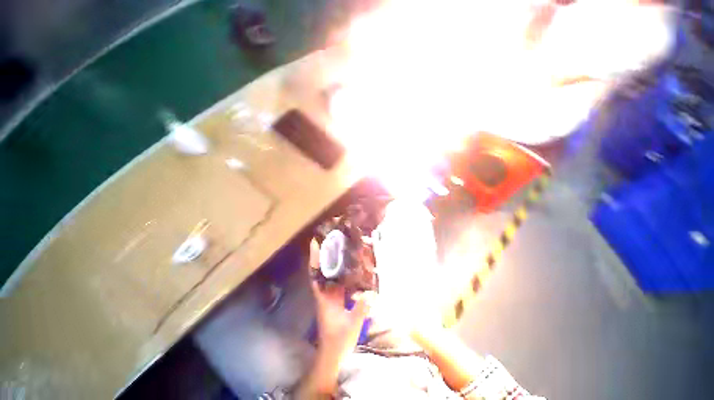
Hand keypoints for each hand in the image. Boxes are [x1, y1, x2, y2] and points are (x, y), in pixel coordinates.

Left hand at [309, 240, 374, 359]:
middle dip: (325, 254)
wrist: (332, 355)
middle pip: (322, 270)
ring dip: (333, 261)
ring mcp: (330, 296)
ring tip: (341, 248)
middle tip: (332, 239)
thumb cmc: (338, 341)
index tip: (314, 242)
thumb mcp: (351, 325)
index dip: (315, 259)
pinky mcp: (336, 300)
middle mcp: (325, 293)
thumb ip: (361, 309)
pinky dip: (341, 273)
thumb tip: (371, 292)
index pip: (316, 274)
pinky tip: (350, 267)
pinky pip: (338, 282)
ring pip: (330, 275)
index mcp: (324, 297)